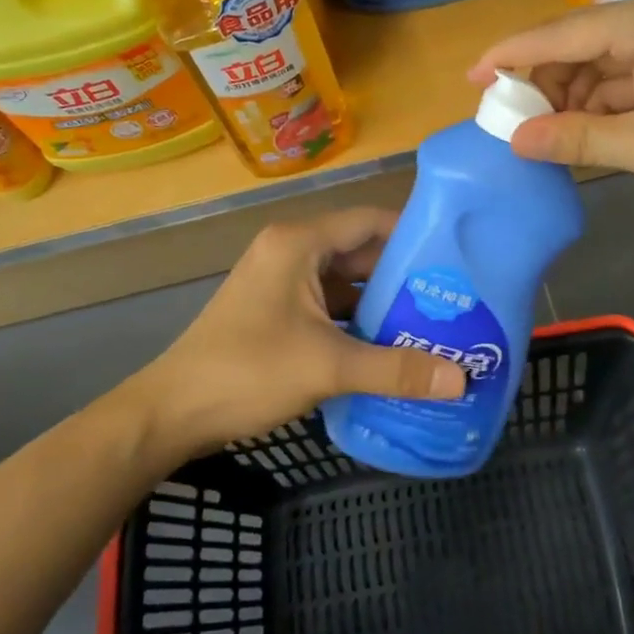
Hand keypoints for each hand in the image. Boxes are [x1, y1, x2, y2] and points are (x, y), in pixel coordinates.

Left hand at [136, 208, 463, 458]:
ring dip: (382, 303)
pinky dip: (358, 321)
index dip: (414, 235)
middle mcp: (291, 251)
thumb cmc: (248, 371)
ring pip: (345, 282)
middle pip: (361, 252)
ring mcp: (281, 281)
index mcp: (300, 243)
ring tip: (432, 323)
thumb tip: (462, 380)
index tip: (457, 258)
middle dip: (403, 276)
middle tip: (453, 299)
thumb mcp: (328, 367)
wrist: (172, 413)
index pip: (370, 221)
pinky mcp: (276, 309)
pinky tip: (390, 346)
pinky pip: (329, 305)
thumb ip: (396, 370)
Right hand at [469, 0, 633, 205]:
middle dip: (543, 85)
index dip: (509, 56)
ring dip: (572, 100)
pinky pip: (626, 80)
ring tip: (544, 138)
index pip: (559, 34)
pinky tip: (583, 135)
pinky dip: (602, 107)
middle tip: (510, 125)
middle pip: (577, 47)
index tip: (470, 78)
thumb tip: (515, 141)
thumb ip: (577, 139)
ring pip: (600, 66)